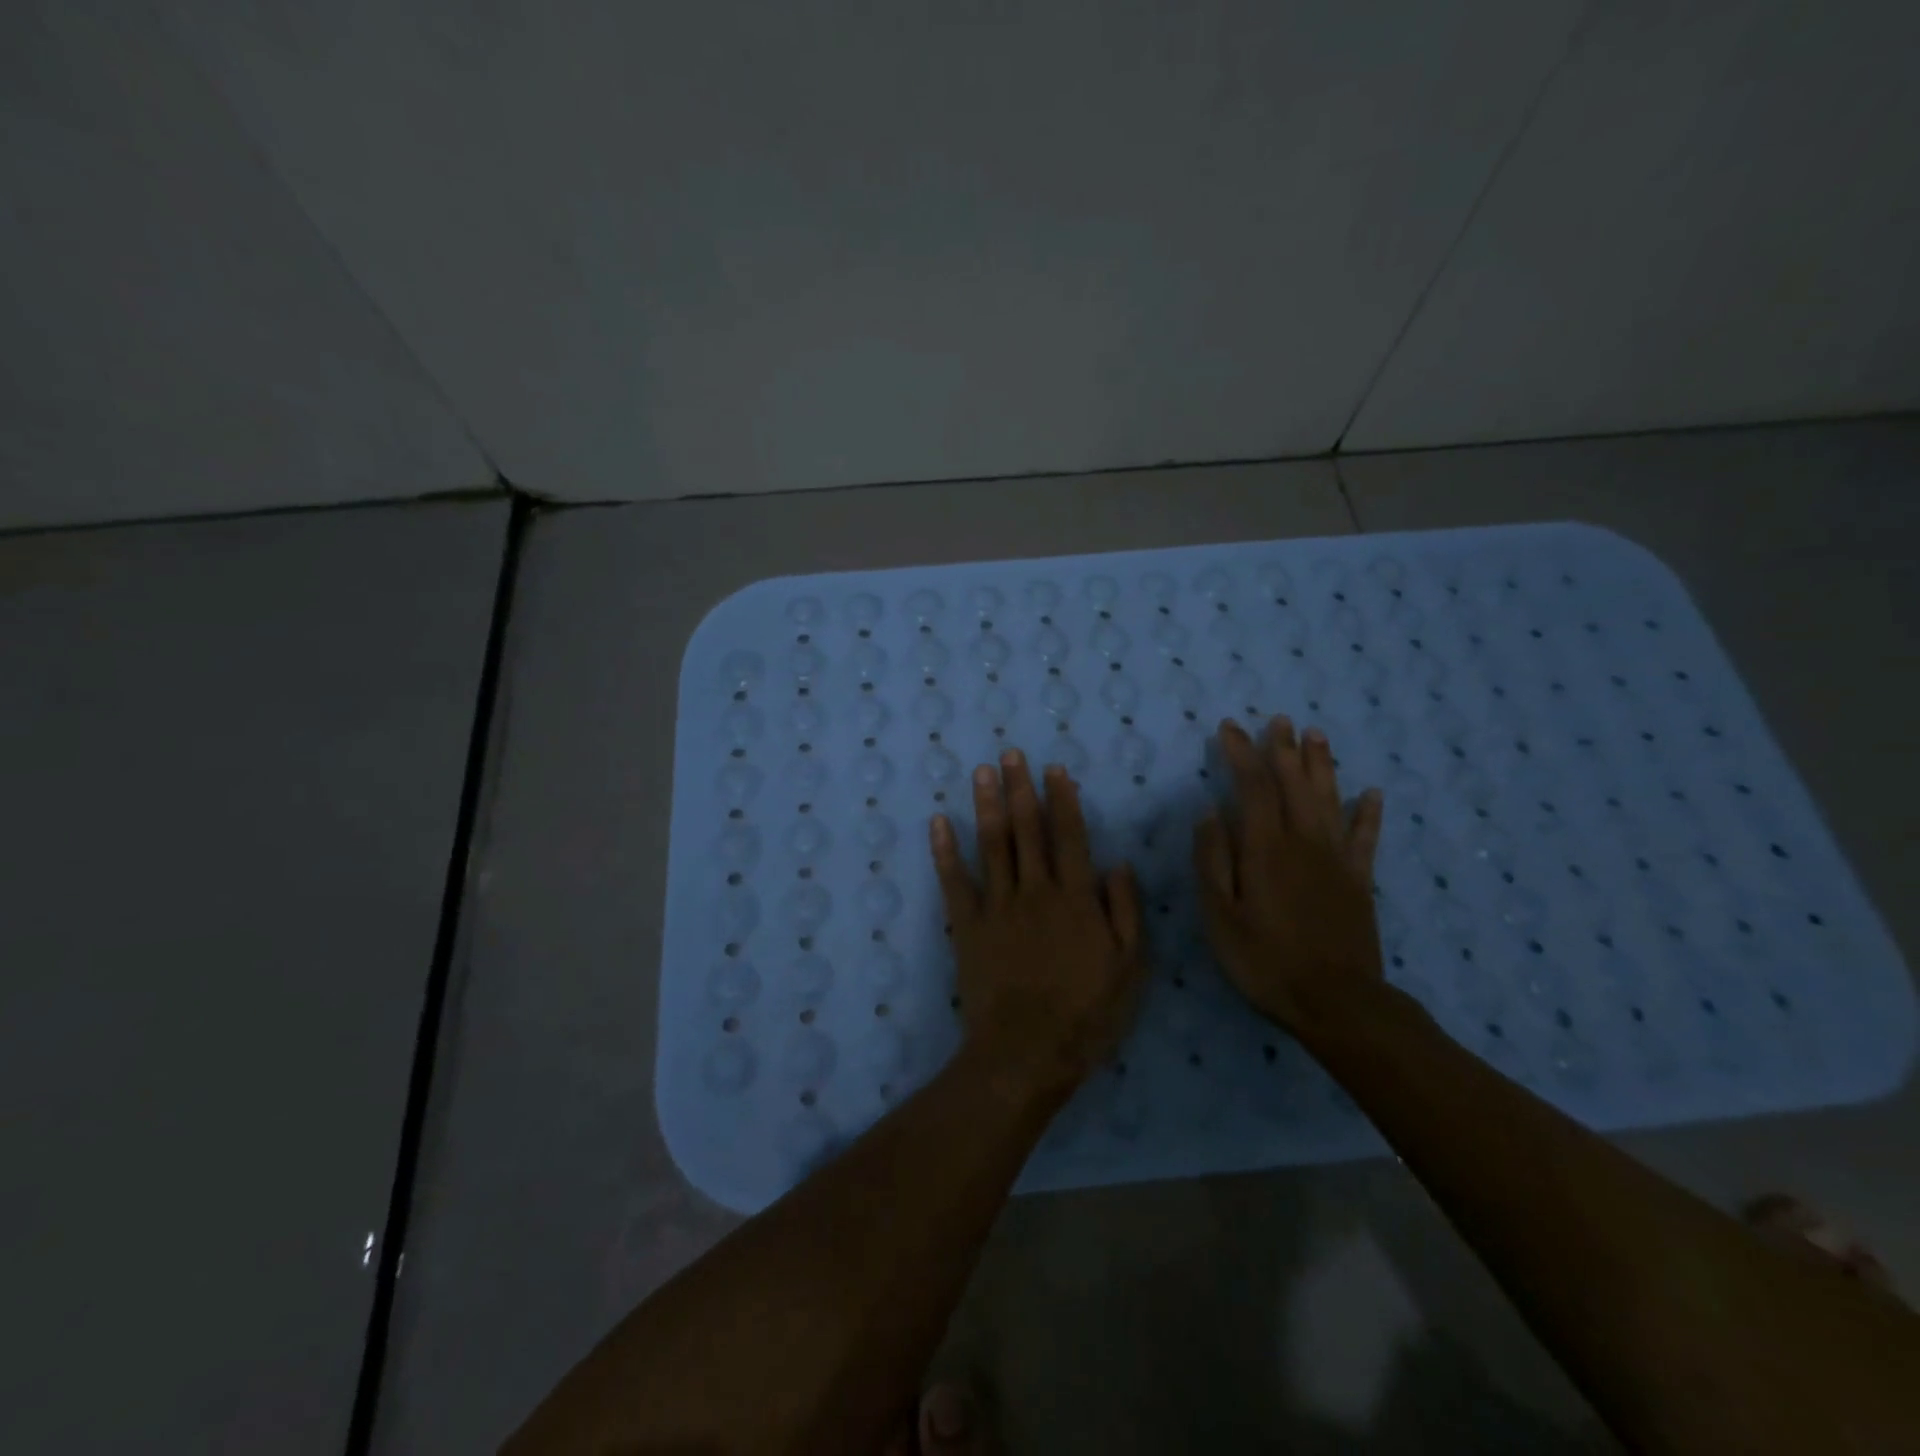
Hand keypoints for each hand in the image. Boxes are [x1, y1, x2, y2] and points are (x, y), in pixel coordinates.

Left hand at [931, 749, 1147, 1099]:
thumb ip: (1126, 912)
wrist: (1027, 1053)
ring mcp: (996, 906)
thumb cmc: (1087, 1015)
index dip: (1062, 800)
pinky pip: (953, 881)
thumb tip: (1119, 864)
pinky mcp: (966, 926)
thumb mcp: (1130, 969)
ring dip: (986, 805)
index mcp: (1076, 898)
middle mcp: (1034, 890)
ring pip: (991, 844)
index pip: (1069, 836)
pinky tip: (938, 822)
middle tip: (1010, 754)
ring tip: (982, 772)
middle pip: (1026, 829)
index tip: (1054, 769)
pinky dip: (944, 850)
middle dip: (1019, 788)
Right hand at [1194, 717, 1385, 1034]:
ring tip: (1317, 735)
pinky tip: (1372, 793)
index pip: (1252, 787)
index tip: (1230, 728)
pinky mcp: (1359, 882)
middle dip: (1284, 749)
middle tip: (1280, 720)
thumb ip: (1213, 861)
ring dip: (1322, 766)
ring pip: (1329, 800)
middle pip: (1294, 784)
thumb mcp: (1220, 916)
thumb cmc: (1264, 961)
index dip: (1241, 754)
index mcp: (1265, 849)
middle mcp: (1303, 843)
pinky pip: (1365, 838)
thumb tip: (1209, 813)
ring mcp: (1336, 860)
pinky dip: (1368, 813)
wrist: (1335, 1002)